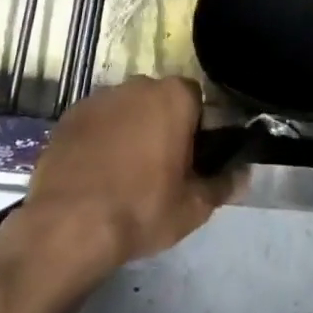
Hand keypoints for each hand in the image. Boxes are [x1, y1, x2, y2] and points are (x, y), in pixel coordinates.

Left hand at [0, 76, 238, 280]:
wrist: (68, 227)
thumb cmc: (141, 210)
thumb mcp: (193, 207)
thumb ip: (223, 184)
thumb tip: (244, 173)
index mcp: (173, 96)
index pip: (195, 99)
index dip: (195, 128)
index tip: (190, 159)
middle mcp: (138, 85)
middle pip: (159, 100)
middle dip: (161, 125)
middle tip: (159, 168)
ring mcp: (100, 98)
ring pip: (126, 110)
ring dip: (129, 130)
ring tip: (122, 173)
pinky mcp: (69, 116)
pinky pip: (96, 122)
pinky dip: (99, 139)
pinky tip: (94, 173)